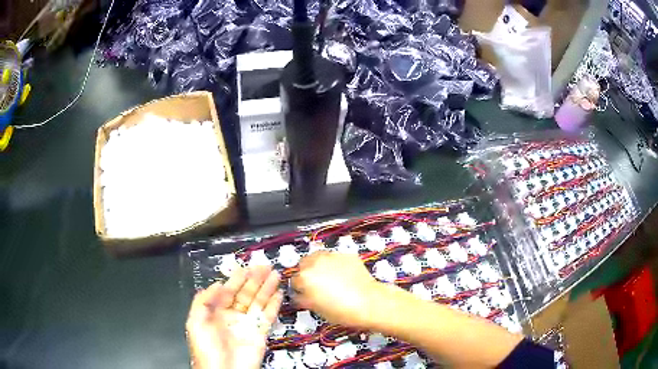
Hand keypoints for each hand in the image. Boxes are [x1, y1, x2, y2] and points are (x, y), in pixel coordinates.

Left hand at [186, 266, 282, 368]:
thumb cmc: (207, 349)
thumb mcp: (196, 322)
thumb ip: (203, 301)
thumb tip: (216, 284)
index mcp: (217, 312)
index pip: (228, 291)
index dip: (237, 279)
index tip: (245, 267)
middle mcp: (233, 316)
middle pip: (245, 293)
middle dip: (255, 279)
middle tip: (264, 266)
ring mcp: (248, 323)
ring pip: (258, 301)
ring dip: (267, 288)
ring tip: (274, 274)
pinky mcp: (260, 332)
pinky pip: (268, 315)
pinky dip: (274, 304)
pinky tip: (278, 293)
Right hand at [291, 251, 382, 328]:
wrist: (369, 302)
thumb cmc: (342, 310)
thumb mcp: (316, 308)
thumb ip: (304, 298)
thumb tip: (300, 295)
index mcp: (305, 277)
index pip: (294, 280)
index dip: (299, 288)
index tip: (304, 293)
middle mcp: (316, 262)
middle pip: (304, 264)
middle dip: (307, 273)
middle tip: (316, 285)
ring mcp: (332, 256)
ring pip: (319, 258)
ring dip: (320, 266)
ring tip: (329, 278)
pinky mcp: (346, 255)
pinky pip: (335, 258)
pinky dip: (335, 265)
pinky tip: (343, 276)